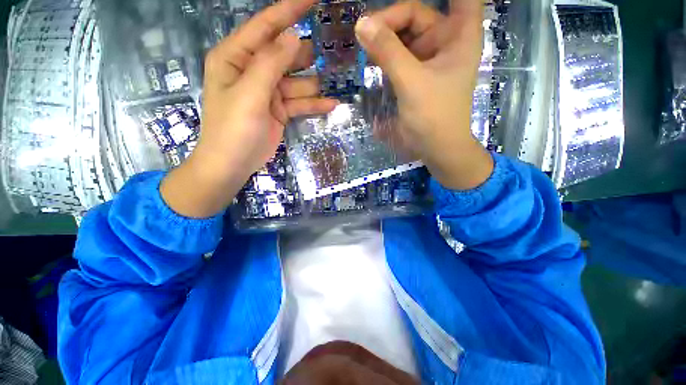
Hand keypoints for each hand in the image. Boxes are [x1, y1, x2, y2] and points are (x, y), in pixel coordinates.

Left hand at [161, 0, 337, 217]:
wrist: (233, 164)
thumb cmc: (233, 129)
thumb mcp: (249, 94)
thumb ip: (270, 64)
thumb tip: (293, 37)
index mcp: (237, 58)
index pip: (266, 26)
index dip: (289, 11)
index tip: (313, 0)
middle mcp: (253, 71)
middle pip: (286, 54)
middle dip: (309, 52)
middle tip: (336, 48)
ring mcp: (269, 92)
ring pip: (297, 81)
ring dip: (316, 82)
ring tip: (340, 78)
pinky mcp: (279, 110)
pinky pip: (300, 103)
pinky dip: (314, 104)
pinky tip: (332, 105)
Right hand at [355, 0, 492, 189]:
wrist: (436, 148)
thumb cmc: (433, 116)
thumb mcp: (411, 82)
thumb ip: (388, 52)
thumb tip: (361, 24)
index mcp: (458, 34)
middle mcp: (445, 40)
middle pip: (416, 14)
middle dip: (390, 20)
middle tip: (363, 31)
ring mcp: (428, 58)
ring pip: (404, 35)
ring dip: (385, 38)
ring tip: (363, 45)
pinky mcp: (415, 73)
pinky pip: (398, 55)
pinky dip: (385, 54)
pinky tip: (370, 58)